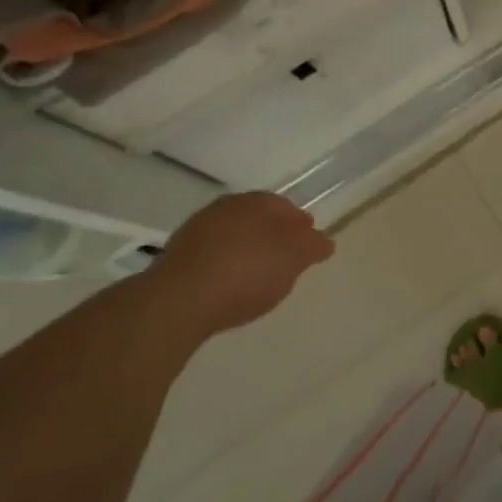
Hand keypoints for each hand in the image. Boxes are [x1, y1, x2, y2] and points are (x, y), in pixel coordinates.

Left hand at [149, 193, 334, 334]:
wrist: (179, 300)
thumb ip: (312, 247)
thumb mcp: (293, 260)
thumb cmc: (247, 273)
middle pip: (257, 218)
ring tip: (256, 277)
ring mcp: (197, 230)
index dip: (299, 225)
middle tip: (284, 260)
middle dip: (272, 235)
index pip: (285, 206)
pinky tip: (228, 285)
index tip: (308, 245)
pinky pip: (211, 255)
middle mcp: (226, 207)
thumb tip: (324, 240)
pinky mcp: (177, 256)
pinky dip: (224, 264)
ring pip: (232, 235)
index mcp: (257, 201)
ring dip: (245, 249)